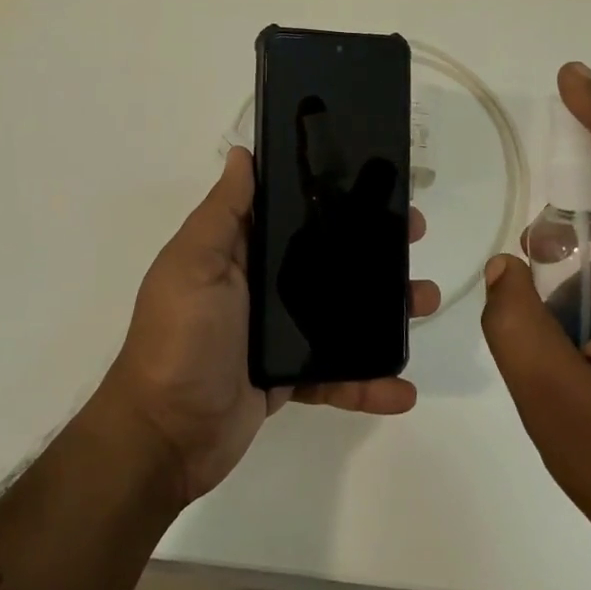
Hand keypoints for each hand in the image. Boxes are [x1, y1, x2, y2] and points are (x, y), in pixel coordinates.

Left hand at [101, 146, 438, 503]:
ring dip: (384, 310)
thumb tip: (242, 153)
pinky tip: (402, 388)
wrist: (165, 435)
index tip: (373, 184)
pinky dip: (368, 383)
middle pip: (326, 258)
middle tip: (413, 236)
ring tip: (425, 301)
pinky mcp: (289, 378)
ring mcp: (277, 334)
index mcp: (239, 253)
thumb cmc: (180, 338)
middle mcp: (261, 286)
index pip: (292, 214)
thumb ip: (223, 212)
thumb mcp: (194, 264)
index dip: (331, 196)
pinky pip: (336, 375)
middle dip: (371, 247)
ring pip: (341, 313)